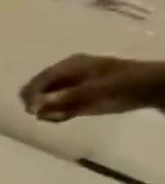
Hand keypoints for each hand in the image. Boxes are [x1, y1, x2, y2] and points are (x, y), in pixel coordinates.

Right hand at [20, 54, 164, 120]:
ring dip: (46, 111)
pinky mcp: (71, 101)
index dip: (31, 95)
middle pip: (34, 92)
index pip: (37, 81)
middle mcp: (62, 76)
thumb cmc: (128, 81)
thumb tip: (38, 105)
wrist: (154, 88)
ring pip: (41, 103)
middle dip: (37, 105)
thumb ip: (69, 95)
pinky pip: (52, 110)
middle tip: (47, 115)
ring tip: (60, 117)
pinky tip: (64, 118)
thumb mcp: (100, 86)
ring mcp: (67, 88)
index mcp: (67, 66)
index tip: (34, 110)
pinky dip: (54, 116)